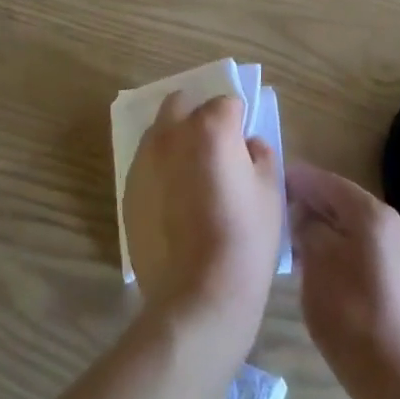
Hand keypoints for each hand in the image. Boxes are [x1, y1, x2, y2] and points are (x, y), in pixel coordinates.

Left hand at [124, 93, 281, 348]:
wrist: (198, 296)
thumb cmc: (245, 240)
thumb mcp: (270, 191)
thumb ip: (260, 154)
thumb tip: (246, 144)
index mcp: (210, 127)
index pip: (226, 102)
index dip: (238, 121)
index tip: (244, 146)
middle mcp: (171, 133)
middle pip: (182, 104)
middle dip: (199, 116)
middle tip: (216, 149)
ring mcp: (144, 160)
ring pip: (160, 131)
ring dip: (176, 140)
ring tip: (193, 176)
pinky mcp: (129, 188)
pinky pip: (147, 164)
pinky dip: (161, 170)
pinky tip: (175, 202)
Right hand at [287, 164, 399, 398]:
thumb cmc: (352, 315)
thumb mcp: (316, 262)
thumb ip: (306, 226)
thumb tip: (304, 213)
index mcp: (372, 214)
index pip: (326, 181)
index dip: (296, 179)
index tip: (267, 183)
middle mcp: (392, 229)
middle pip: (342, 205)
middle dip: (309, 207)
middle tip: (276, 218)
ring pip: (353, 234)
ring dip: (323, 235)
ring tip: (293, 249)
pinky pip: (364, 259)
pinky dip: (340, 258)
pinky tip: (321, 279)